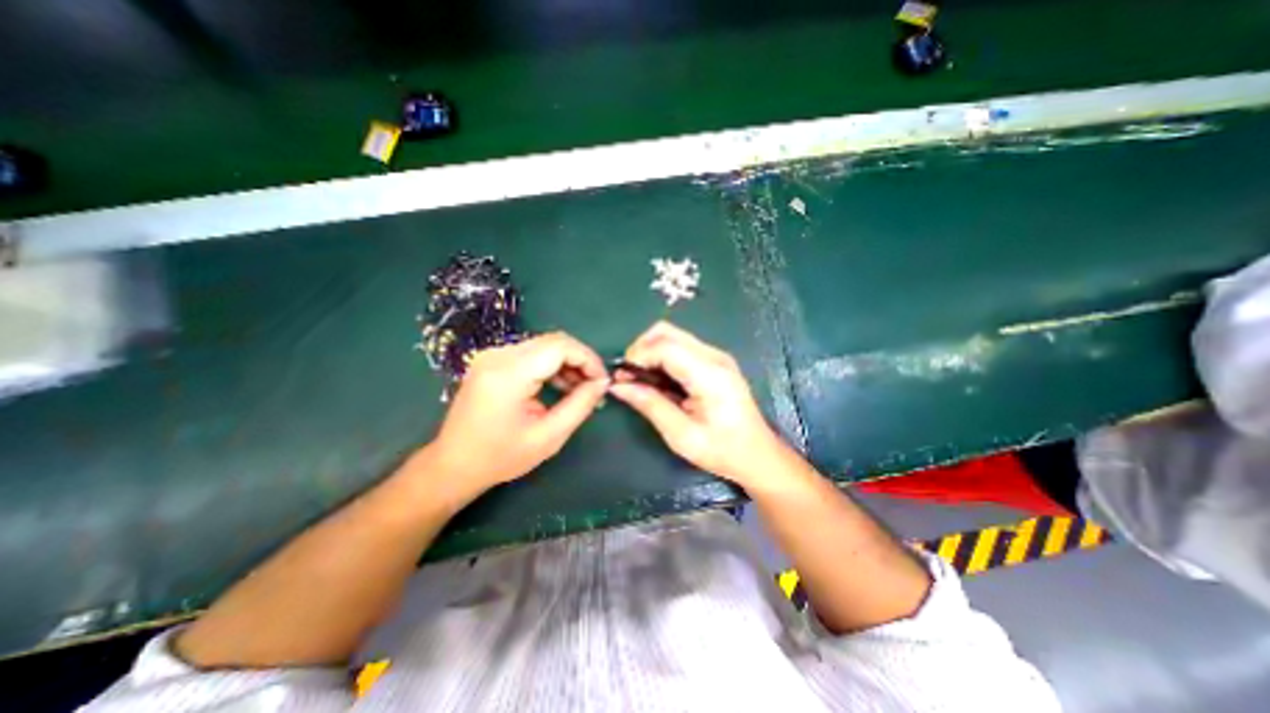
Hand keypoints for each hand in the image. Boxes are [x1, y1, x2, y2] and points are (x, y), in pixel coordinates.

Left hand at [425, 331, 609, 492]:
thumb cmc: (501, 457)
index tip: (602, 381)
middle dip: (580, 361)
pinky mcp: (492, 360)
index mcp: (509, 373)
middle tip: (595, 387)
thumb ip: (580, 405)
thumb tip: (602, 383)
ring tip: (580, 390)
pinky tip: (560, 386)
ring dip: (567, 363)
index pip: (560, 346)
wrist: (453, 465)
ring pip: (544, 345)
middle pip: (553, 341)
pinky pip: (531, 353)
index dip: (588, 359)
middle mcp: (498, 355)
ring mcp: (492, 355)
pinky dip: (551, 366)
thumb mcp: (549, 437)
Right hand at [607, 319, 789, 485]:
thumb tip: (618, 386)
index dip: (638, 355)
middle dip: (641, 348)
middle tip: (629, 376)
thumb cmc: (722, 450)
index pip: (665, 346)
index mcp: (709, 375)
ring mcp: (716, 356)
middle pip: (667, 332)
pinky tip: (658, 380)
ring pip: (672, 335)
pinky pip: (681, 346)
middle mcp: (714, 356)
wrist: (758, 455)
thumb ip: (650, 405)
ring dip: (650, 351)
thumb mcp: (681, 435)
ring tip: (640, 379)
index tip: (621, 376)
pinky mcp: (715, 360)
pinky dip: (662, 356)